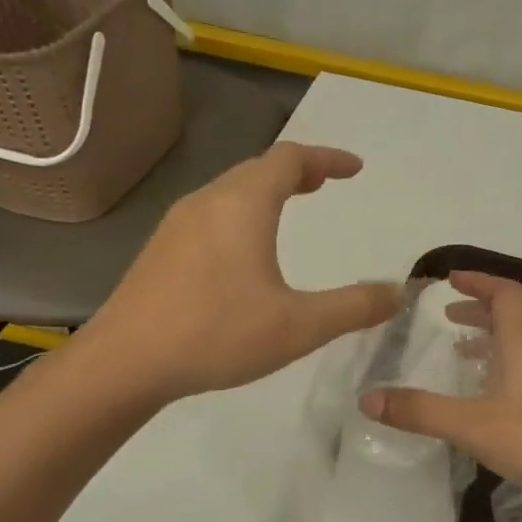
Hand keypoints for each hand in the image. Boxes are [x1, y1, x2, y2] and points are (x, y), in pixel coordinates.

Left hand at [77, 143, 401, 402]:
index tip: (355, 168)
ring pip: (231, 191)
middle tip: (325, 184)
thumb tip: (397, 293)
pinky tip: (245, 250)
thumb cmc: (216, 334)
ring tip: (291, 207)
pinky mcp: (162, 250)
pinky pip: (213, 214)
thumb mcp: (299, 326)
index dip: (327, 158)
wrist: (124, 363)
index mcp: (243, 205)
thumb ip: (353, 307)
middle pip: (258, 169)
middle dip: (297, 171)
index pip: (291, 159)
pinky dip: (242, 213)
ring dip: (267, 191)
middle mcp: (208, 201)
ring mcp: (178, 224)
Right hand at [361, 272, 521, 502]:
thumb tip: (368, 398)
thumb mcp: (473, 425)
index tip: (449, 280)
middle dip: (478, 311)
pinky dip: (501, 368)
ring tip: (460, 351)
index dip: (477, 281)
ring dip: (489, 340)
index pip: (503, 293)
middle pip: (511, 317)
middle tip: (446, 317)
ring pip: (518, 346)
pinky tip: (487, 397)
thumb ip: (421, 411)